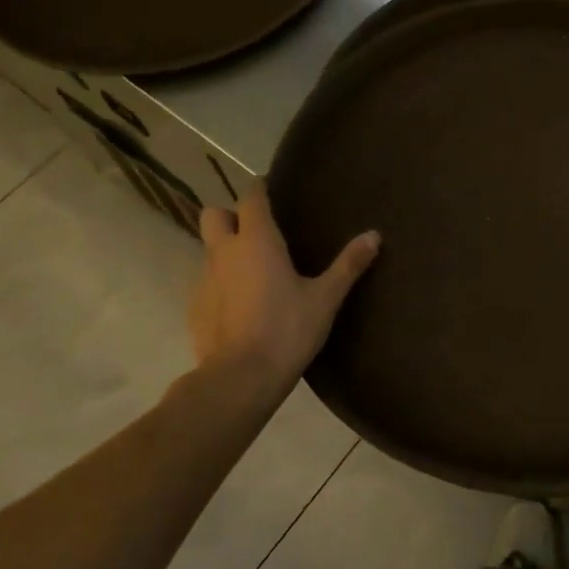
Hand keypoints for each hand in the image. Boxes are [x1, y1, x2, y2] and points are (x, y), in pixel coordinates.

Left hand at [189, 182, 379, 397]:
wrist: (240, 378)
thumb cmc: (287, 329)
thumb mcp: (326, 298)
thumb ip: (348, 265)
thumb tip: (374, 235)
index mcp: (257, 240)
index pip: (250, 197)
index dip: (259, 189)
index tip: (271, 190)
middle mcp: (224, 251)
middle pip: (214, 215)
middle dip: (230, 216)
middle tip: (256, 232)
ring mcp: (203, 280)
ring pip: (208, 250)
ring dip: (225, 252)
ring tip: (252, 274)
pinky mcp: (194, 308)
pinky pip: (205, 283)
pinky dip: (220, 285)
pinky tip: (240, 307)